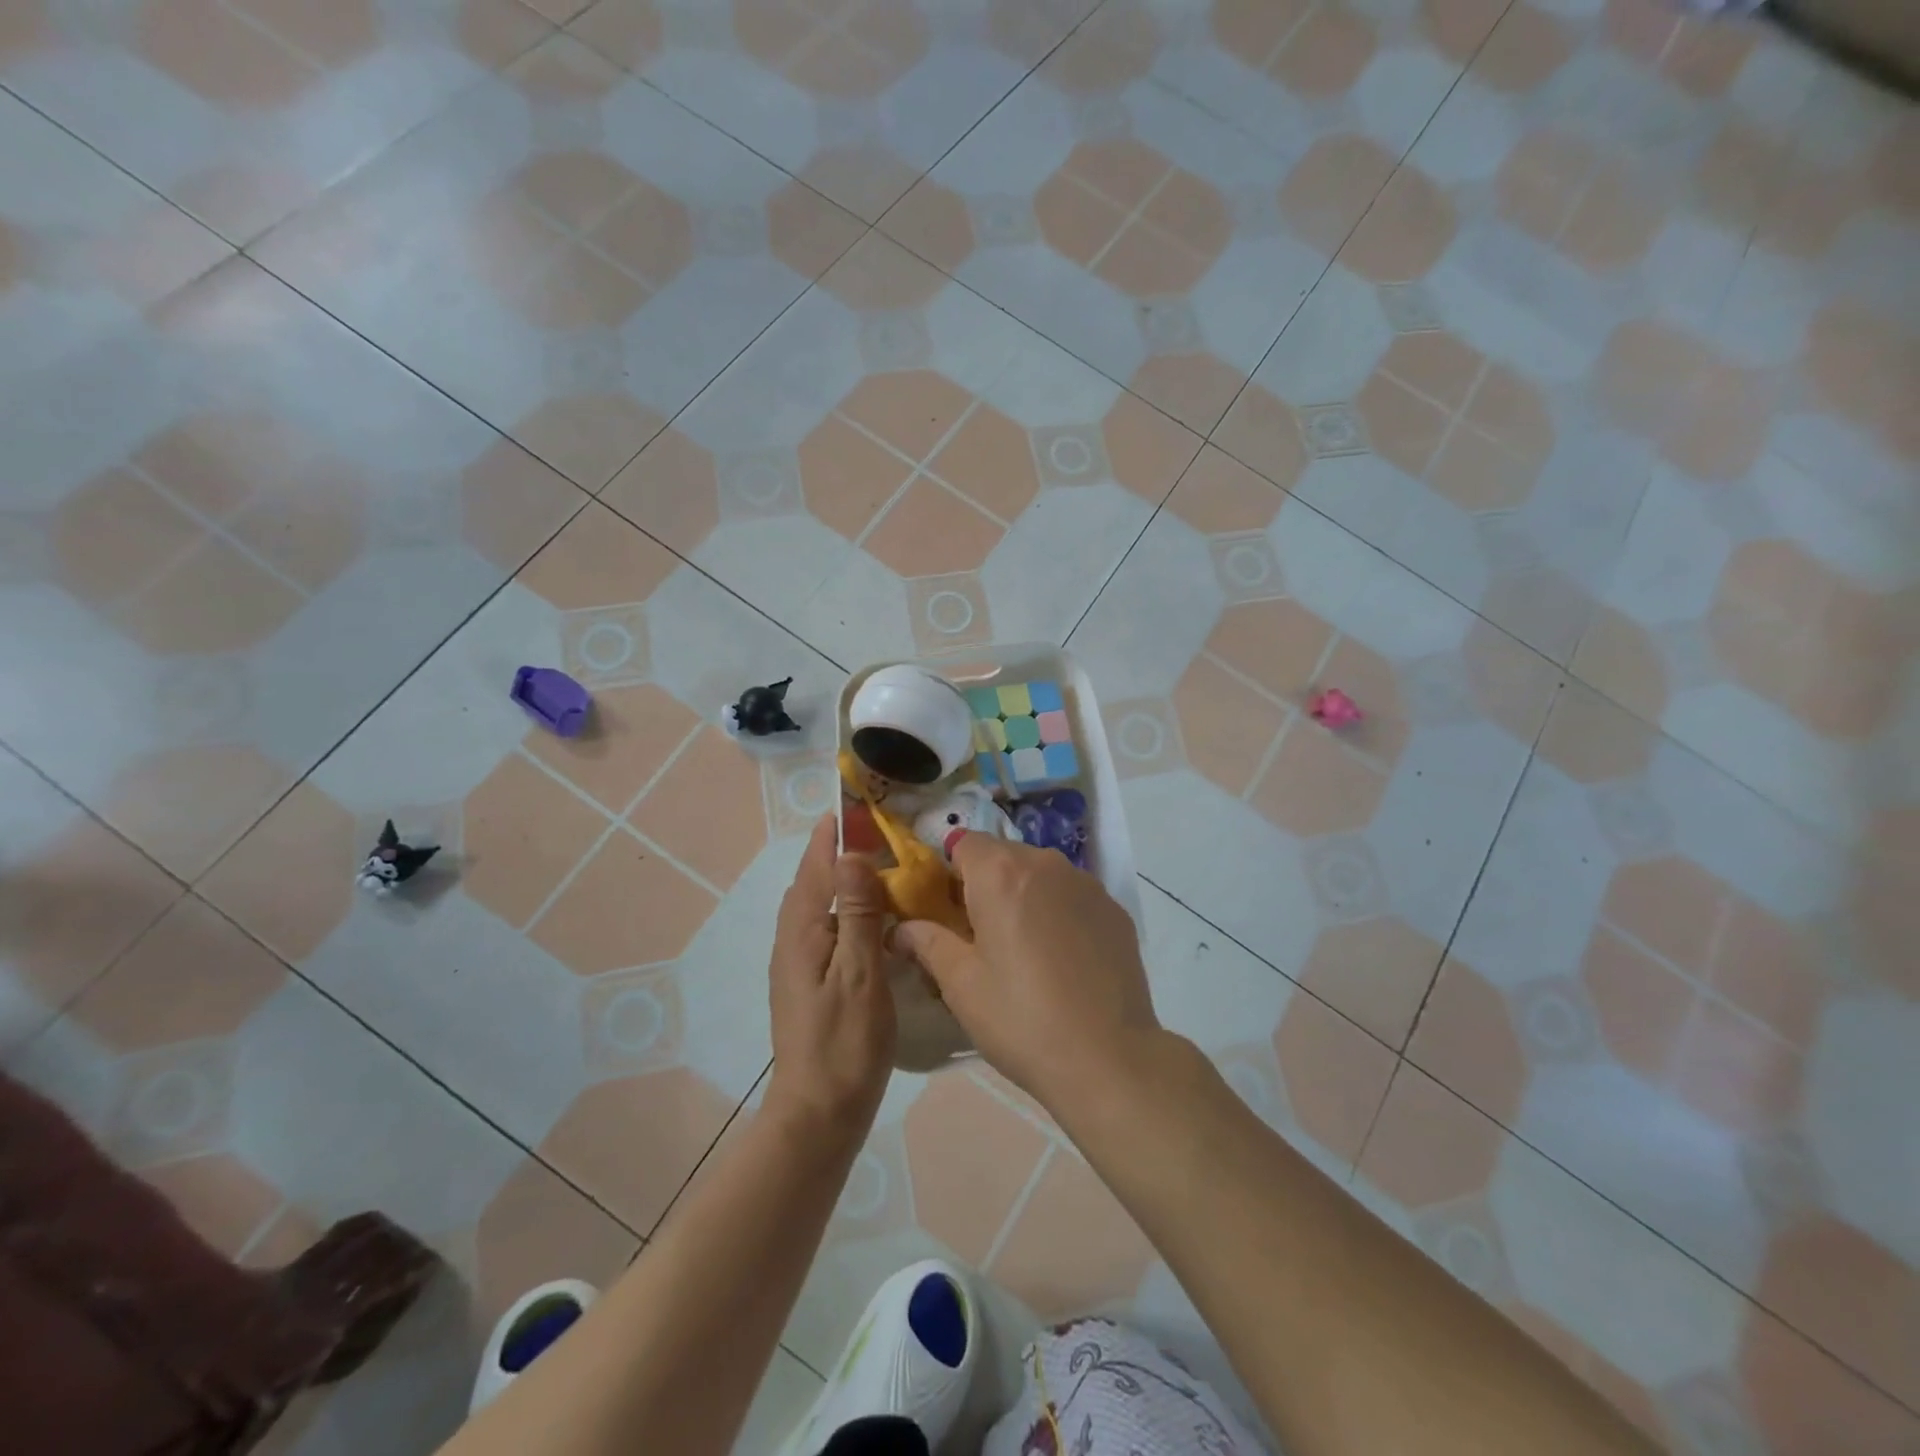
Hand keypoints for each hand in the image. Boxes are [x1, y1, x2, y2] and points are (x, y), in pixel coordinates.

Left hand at [765, 816, 895, 1136]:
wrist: (818, 1113)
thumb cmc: (845, 1042)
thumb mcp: (860, 973)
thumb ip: (857, 913)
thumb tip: (851, 854)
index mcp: (803, 932)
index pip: (816, 867)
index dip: (832, 835)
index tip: (853, 806)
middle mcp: (792, 940)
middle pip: (811, 881)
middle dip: (834, 851)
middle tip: (874, 832)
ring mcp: (796, 963)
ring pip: (816, 905)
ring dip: (838, 879)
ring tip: (874, 865)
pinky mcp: (807, 982)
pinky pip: (824, 927)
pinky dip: (843, 908)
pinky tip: (869, 918)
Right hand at [892, 834, 1158, 1112]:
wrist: (1108, 1058)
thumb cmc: (1021, 1019)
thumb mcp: (960, 985)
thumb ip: (927, 943)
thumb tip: (900, 928)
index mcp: (1001, 873)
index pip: (963, 843)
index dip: (949, 873)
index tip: (947, 912)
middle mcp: (1046, 864)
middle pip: (1003, 856)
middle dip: (986, 885)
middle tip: (980, 938)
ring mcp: (1086, 884)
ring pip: (1040, 875)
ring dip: (1024, 897)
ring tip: (1024, 951)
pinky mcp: (1114, 909)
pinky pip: (1072, 896)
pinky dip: (1059, 913)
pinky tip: (1062, 960)